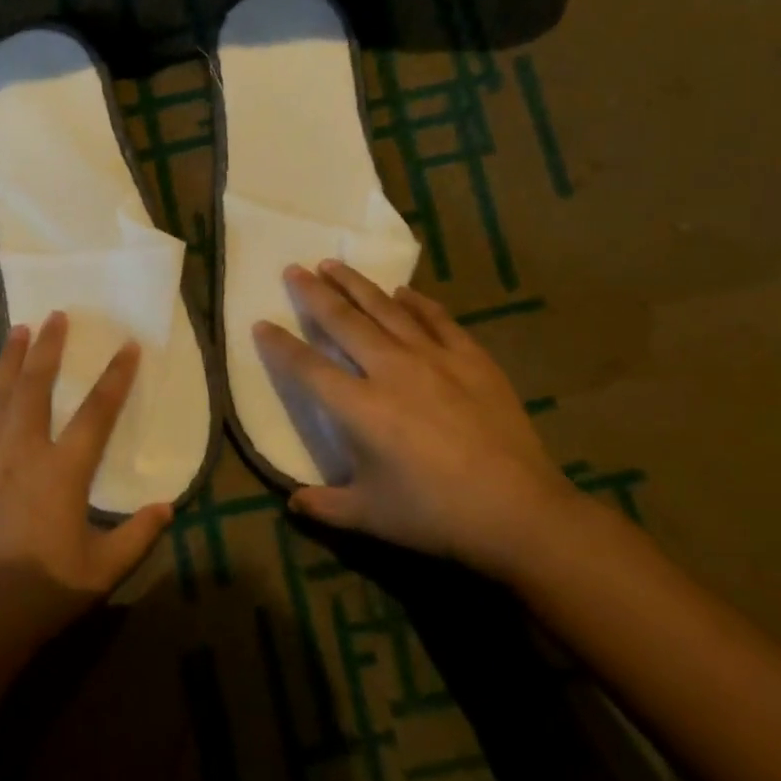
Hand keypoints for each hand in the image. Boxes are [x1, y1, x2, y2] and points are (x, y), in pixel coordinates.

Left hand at [0, 312, 173, 665]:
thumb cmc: (41, 595)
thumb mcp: (101, 572)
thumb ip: (137, 536)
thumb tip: (166, 506)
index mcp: (61, 473)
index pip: (95, 413)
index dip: (115, 378)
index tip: (127, 347)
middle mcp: (22, 454)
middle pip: (35, 387)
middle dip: (49, 349)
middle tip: (57, 315)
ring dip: (12, 360)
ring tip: (20, 330)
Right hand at [254, 261, 572, 578]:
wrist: (519, 511)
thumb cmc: (435, 516)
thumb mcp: (369, 517)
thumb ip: (324, 506)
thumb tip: (292, 502)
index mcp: (359, 408)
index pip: (307, 367)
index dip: (280, 345)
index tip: (261, 323)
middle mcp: (390, 370)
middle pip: (343, 322)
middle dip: (314, 294)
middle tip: (294, 269)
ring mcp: (434, 358)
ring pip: (385, 310)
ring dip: (356, 285)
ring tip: (334, 264)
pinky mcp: (471, 358)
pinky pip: (437, 319)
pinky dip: (416, 303)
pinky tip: (403, 292)